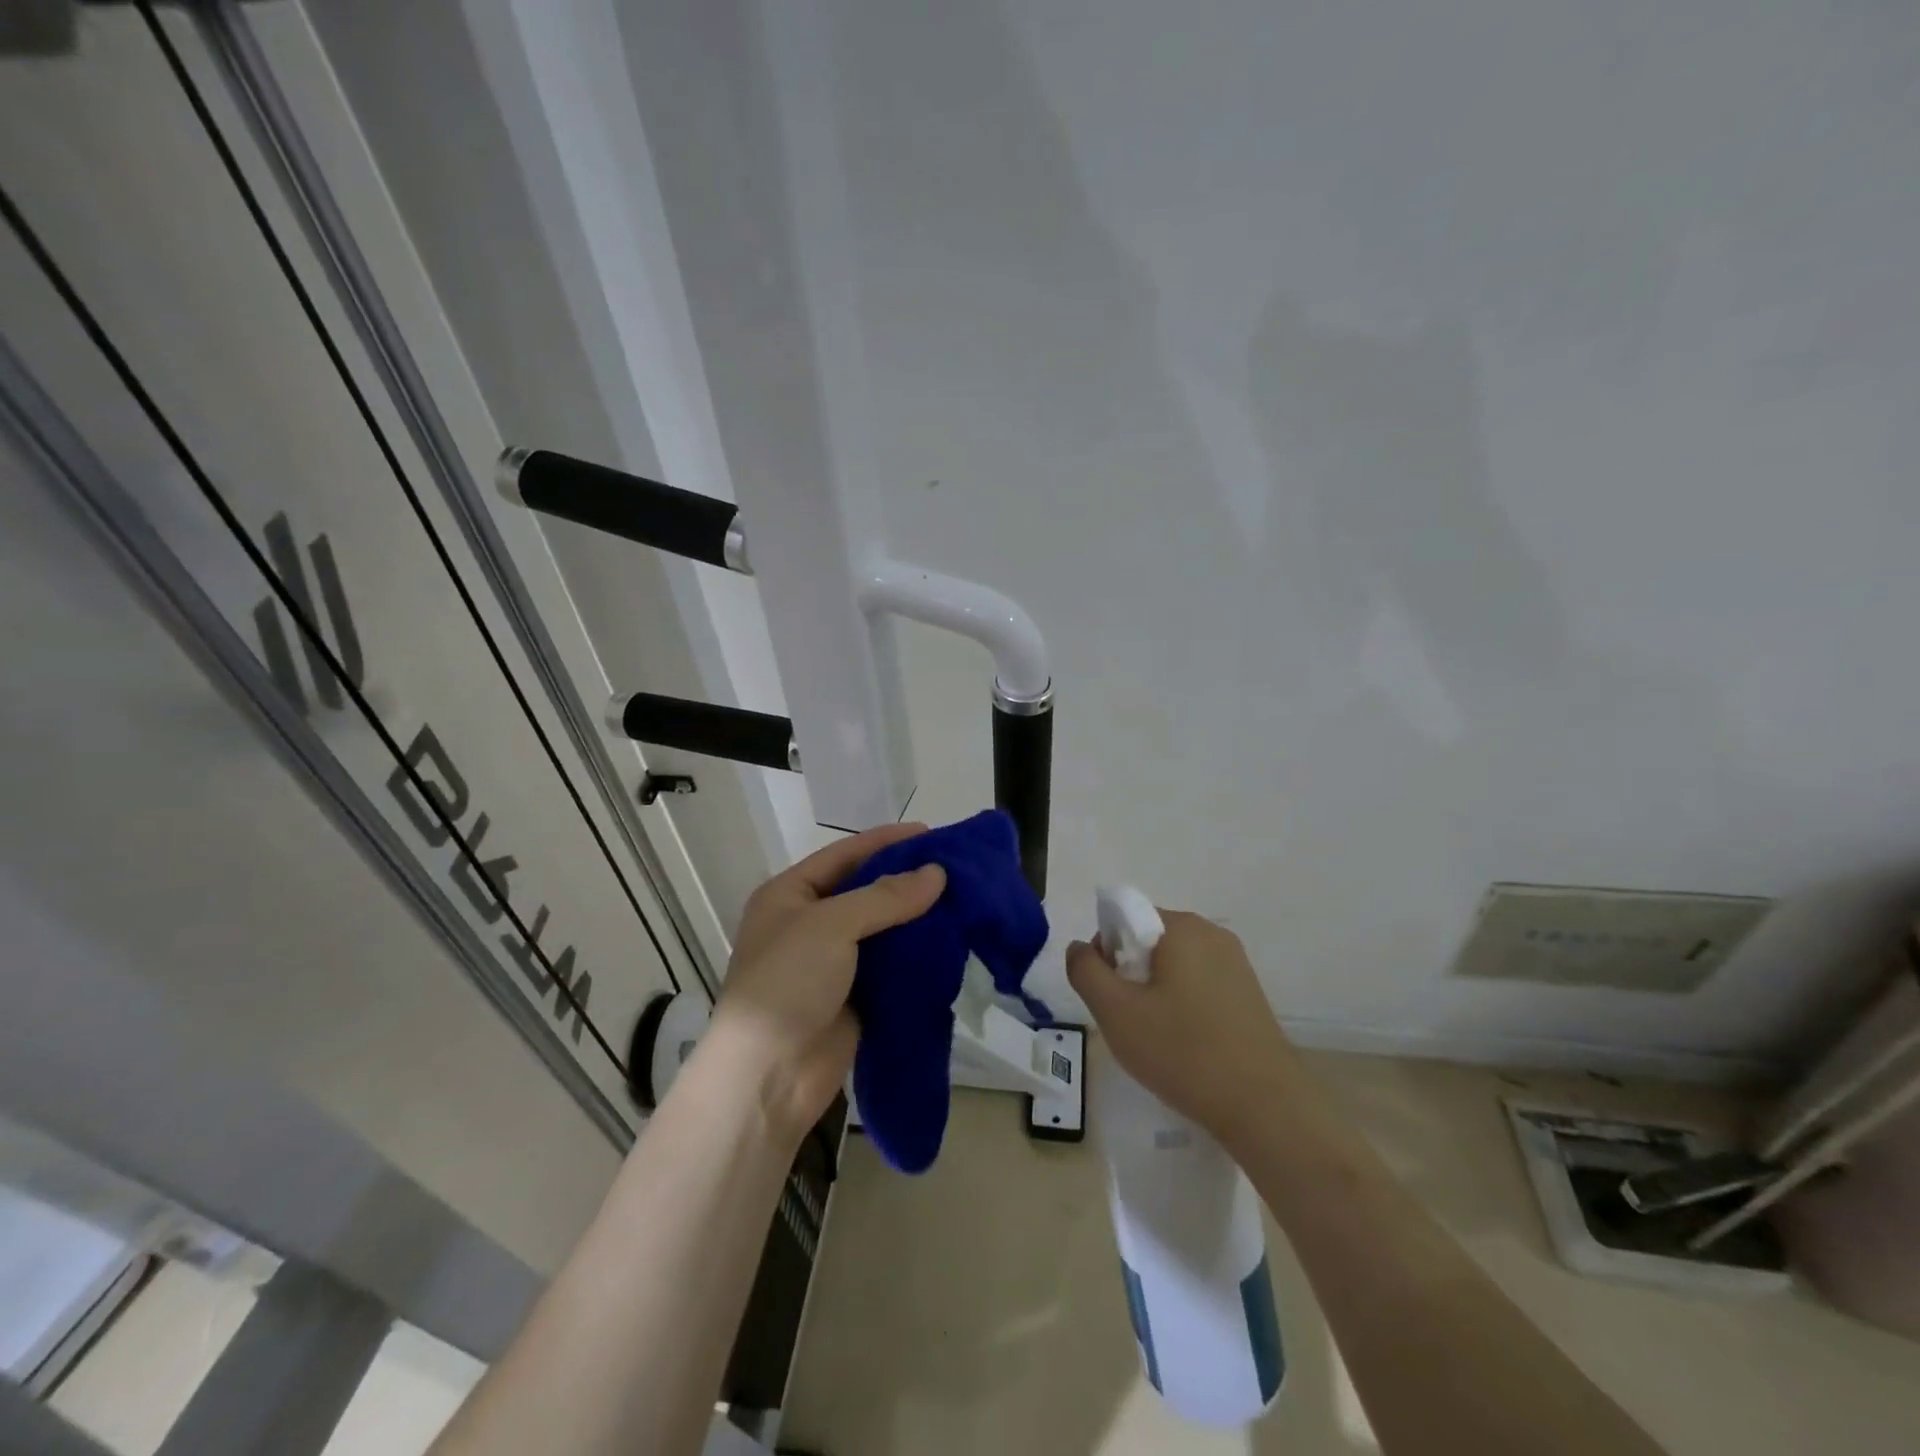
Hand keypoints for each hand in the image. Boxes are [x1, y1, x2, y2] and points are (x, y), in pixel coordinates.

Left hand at [709, 823, 945, 1146]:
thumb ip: (885, 896)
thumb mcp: (831, 925)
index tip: (931, 833)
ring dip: (916, 917)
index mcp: (789, 895)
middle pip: (866, 890)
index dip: (886, 841)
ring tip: (962, 901)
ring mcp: (831, 962)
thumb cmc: (788, 982)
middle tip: (955, 868)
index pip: (844, 855)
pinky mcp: (854, 995)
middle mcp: (809, 923)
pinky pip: (890, 964)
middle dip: (907, 879)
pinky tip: (950, 942)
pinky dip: (916, 953)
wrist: (769, 1075)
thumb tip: (938, 873)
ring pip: (882, 928)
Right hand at [1066, 909, 1302, 1152]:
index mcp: (1181, 927)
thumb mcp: (1115, 1011)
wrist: (1265, 1108)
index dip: (1106, 953)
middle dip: (1131, 974)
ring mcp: (1236, 964)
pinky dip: (1183, 1005)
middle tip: (1129, 1020)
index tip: (1109, 995)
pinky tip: (1186, 1044)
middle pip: (1150, 941)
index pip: (1125, 919)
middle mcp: (1211, 934)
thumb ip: (1086, 971)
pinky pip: (1200, 985)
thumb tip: (1080, 947)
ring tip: (1157, 1036)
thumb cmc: (1182, 1051)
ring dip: (1156, 992)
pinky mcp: (1250, 994)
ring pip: (1175, 965)